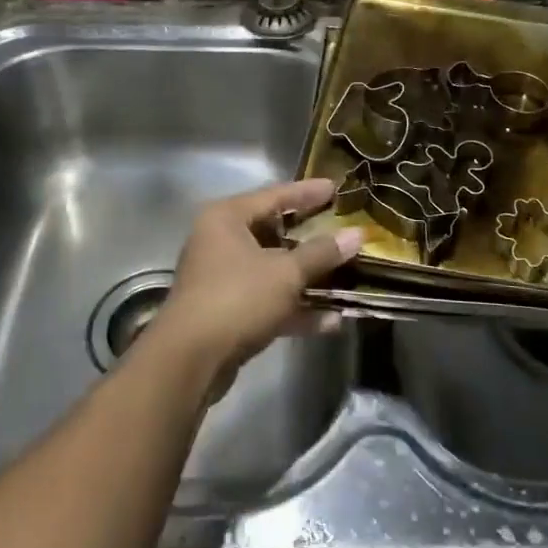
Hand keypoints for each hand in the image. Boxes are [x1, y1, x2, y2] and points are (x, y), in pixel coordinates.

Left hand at [151, 177, 361, 377]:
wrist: (190, 360)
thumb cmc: (237, 298)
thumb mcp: (285, 273)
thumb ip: (321, 253)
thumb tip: (357, 234)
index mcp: (227, 218)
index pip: (274, 195)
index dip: (307, 192)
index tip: (336, 188)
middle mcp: (220, 241)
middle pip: (273, 232)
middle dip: (311, 238)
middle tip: (342, 231)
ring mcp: (222, 278)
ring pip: (272, 269)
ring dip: (307, 277)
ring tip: (346, 276)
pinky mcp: (227, 312)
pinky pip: (267, 300)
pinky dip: (295, 307)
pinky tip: (331, 320)